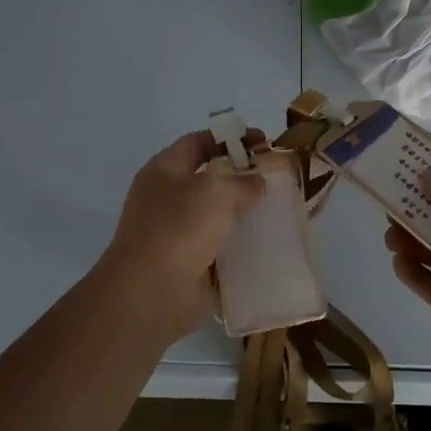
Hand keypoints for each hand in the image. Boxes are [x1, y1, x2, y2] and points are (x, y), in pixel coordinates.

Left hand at [96, 129, 266, 341]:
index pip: (199, 142)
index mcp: (165, 170)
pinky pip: (220, 247)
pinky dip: (240, 246)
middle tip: (276, 178)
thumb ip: (242, 181)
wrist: (152, 292)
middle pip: (209, 178)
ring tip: (278, 210)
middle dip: (242, 177)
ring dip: (243, 213)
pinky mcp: (188, 263)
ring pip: (216, 215)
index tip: (263, 142)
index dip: (231, 138)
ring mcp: (176, 232)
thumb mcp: (216, 191)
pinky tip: (267, 244)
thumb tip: (255, 182)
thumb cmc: (180, 228)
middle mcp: (167, 197)